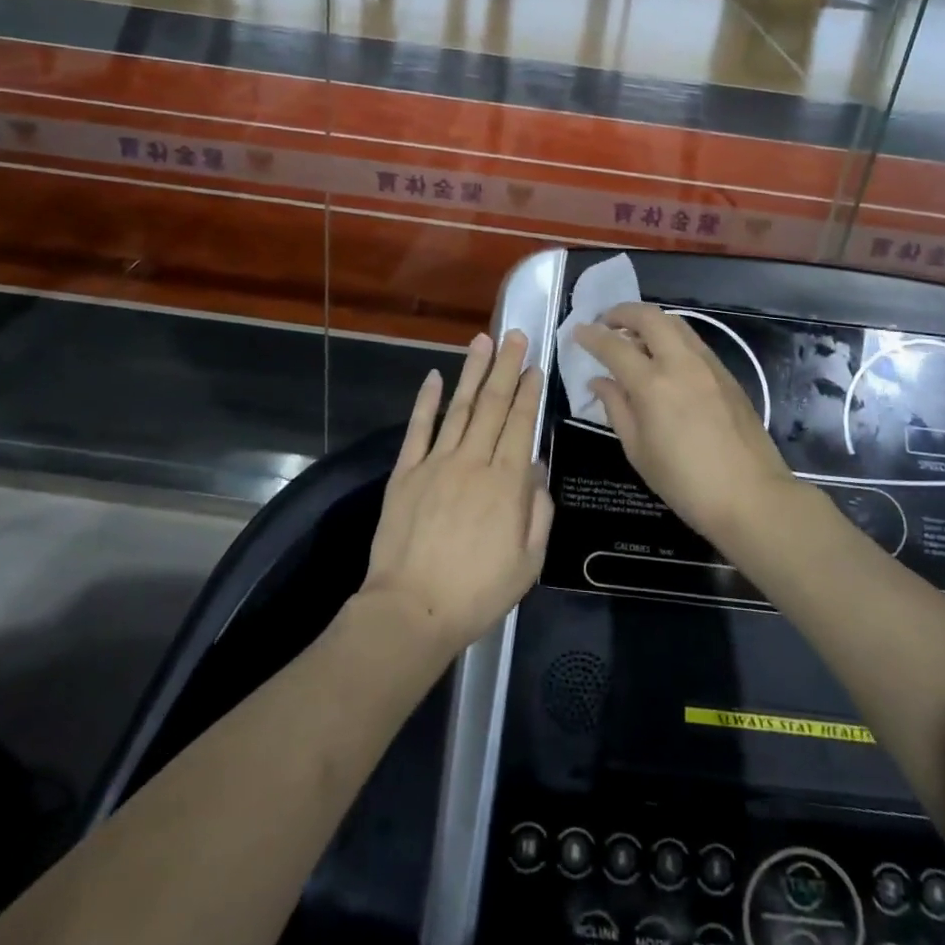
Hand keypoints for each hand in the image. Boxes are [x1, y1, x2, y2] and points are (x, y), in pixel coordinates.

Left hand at [359, 330, 553, 660]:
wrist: (412, 610)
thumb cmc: (477, 592)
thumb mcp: (528, 562)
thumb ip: (538, 511)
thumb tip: (536, 469)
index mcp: (506, 483)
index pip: (520, 424)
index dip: (528, 391)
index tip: (534, 365)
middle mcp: (473, 462)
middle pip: (492, 405)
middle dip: (506, 366)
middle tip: (514, 335)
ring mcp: (436, 463)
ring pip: (458, 407)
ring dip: (472, 372)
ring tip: (482, 341)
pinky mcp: (406, 472)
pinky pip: (418, 428)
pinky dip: (427, 400)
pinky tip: (435, 376)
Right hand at [574, 303, 795, 537]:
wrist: (751, 496)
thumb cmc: (685, 482)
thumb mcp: (638, 450)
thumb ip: (616, 408)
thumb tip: (599, 381)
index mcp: (653, 385)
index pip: (614, 346)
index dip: (591, 336)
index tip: (577, 331)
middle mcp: (681, 363)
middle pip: (649, 317)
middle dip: (622, 312)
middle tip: (606, 323)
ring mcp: (708, 365)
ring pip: (675, 323)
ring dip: (649, 322)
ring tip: (633, 339)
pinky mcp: (726, 374)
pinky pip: (692, 341)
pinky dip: (670, 337)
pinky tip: (664, 359)